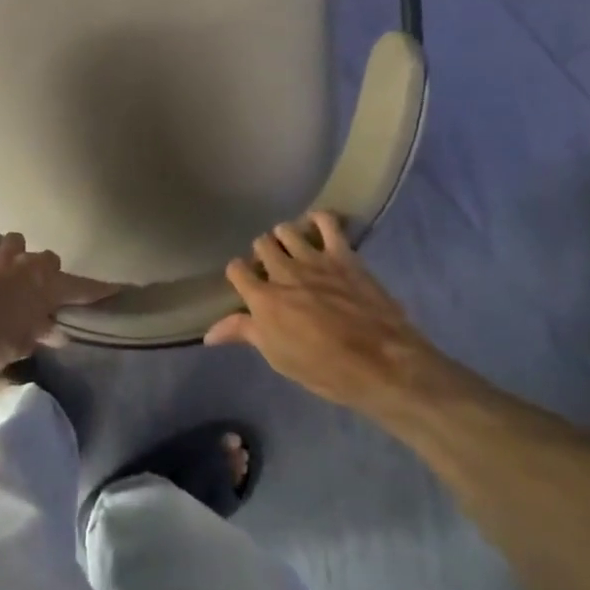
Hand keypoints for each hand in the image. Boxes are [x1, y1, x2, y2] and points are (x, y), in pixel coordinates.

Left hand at [0, 222, 120, 375]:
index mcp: (46, 285)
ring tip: (12, 267)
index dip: (100, 289)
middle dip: (48, 273)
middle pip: (49, 259)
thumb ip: (41, 332)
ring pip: (16, 240)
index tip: (118, 288)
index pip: (81, 287)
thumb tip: (58, 332)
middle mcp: (27, 263)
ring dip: (17, 252)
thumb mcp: (23, 344)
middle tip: (42, 292)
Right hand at [208, 212, 437, 412]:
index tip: (247, 284)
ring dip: (286, 238)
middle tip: (274, 270)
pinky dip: (319, 219)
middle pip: (261, 245)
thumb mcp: (278, 358)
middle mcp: (282, 272)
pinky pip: (326, 221)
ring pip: (286, 230)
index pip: (236, 269)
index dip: (239, 274)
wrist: (381, 364)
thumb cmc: (325, 370)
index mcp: (263, 299)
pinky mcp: (342, 254)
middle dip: (263, 255)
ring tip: (294, 250)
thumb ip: (244, 334)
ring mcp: (313, 259)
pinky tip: (317, 227)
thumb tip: (208, 333)